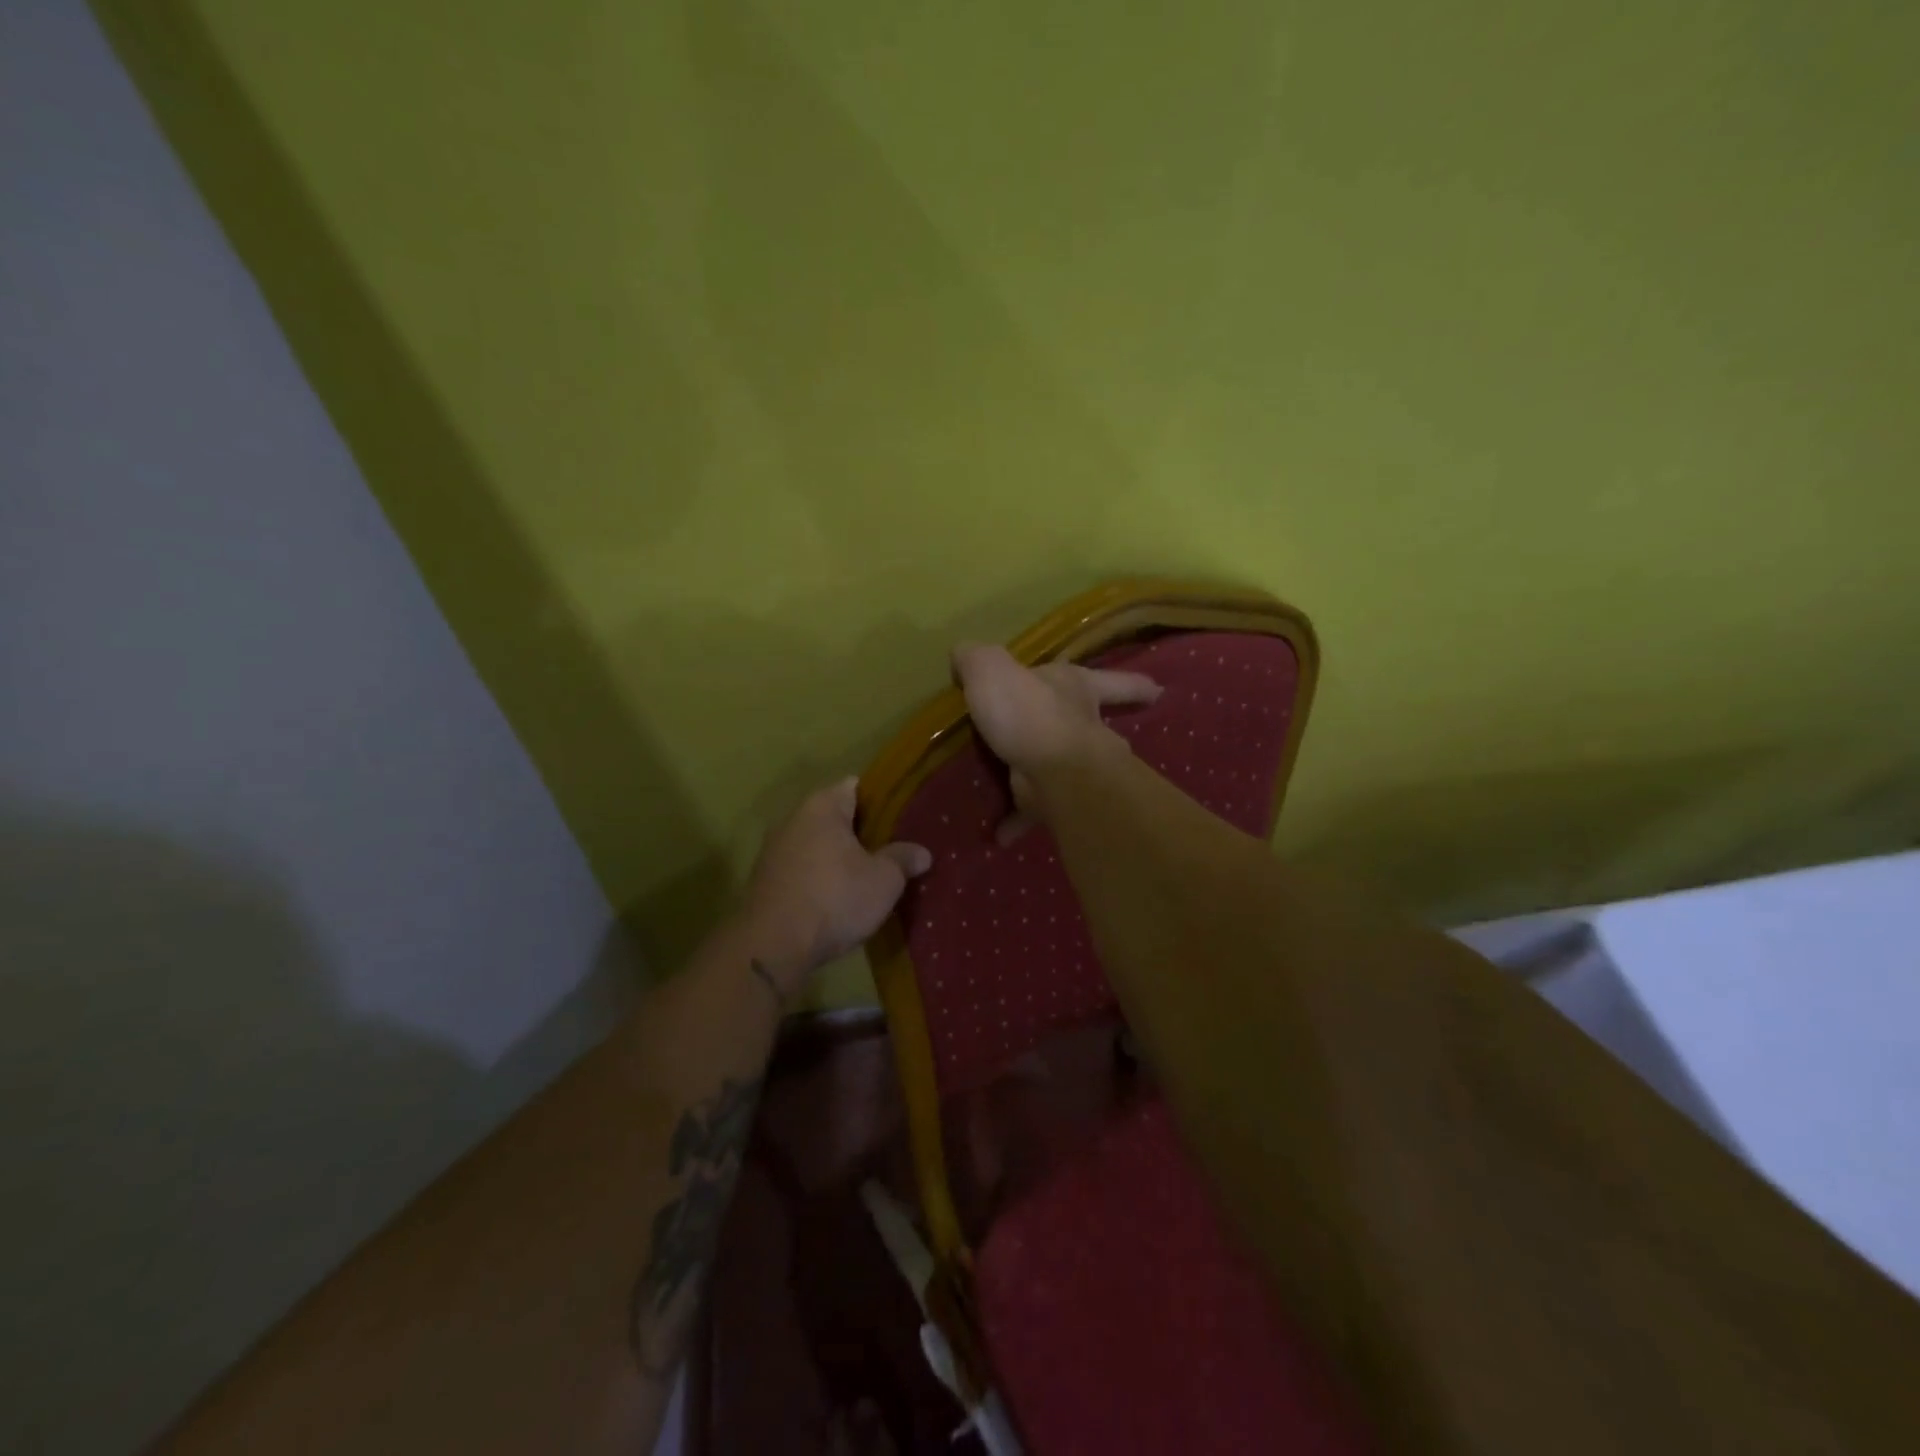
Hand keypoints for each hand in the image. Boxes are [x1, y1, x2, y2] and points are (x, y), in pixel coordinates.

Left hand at [740, 777, 931, 992]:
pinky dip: (820, 876)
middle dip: (862, 831)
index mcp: (822, 806)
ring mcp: (774, 849)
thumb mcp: (884, 880)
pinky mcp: (765, 879)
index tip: (903, 819)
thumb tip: (922, 852)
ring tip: (869, 875)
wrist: (772, 947)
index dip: (882, 800)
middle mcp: (793, 818)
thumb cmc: (835, 899)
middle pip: (835, 815)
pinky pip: (802, 867)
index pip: (856, 786)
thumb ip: (903, 859)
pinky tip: (839, 897)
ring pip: (817, 843)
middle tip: (892, 849)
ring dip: (839, 856)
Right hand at [951, 643, 1160, 841]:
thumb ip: (977, 658)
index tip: (1158, 691)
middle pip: (1102, 728)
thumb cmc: (1030, 712)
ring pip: (1069, 771)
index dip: (1133, 684)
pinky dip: (1017, 821)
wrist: (1050, 771)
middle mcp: (1085, 727)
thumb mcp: (992, 669)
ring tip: (1030, 784)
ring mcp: (1076, 768)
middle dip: (1100, 733)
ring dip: (1053, 778)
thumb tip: (963, 657)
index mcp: (1078, 689)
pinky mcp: (1056, 801)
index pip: (1114, 682)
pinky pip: (1033, 811)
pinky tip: (997, 832)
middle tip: (1095, 739)